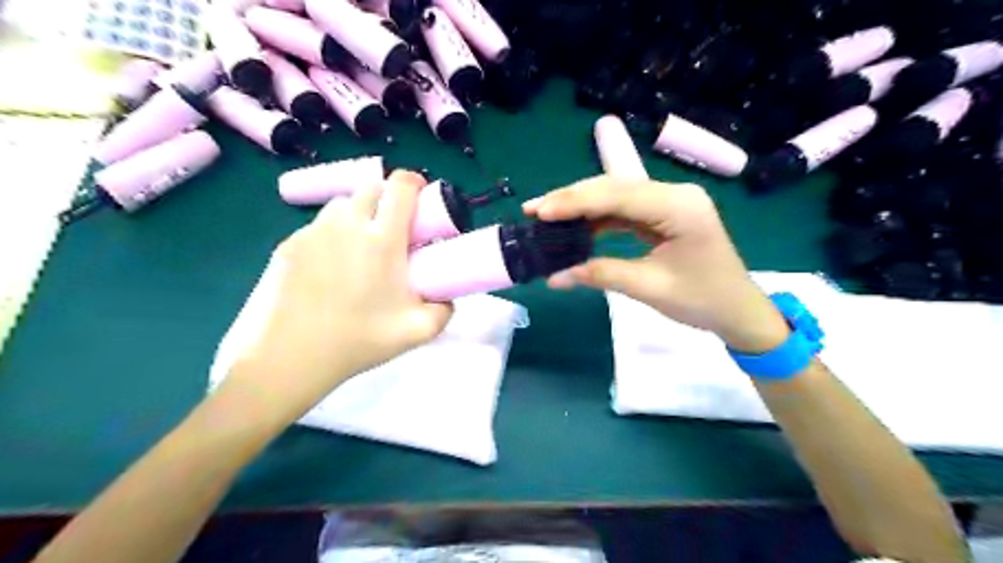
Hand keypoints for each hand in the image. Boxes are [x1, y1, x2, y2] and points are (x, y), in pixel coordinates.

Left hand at [224, 169, 455, 424]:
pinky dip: (332, 235)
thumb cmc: (359, 340)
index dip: (414, 183)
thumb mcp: (418, 331)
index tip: (421, 197)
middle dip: (387, 198)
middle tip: (393, 227)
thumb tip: (447, 297)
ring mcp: (313, 232)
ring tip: (361, 246)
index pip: (400, 188)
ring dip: (358, 214)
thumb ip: (444, 309)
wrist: (291, 357)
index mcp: (382, 240)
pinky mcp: (288, 245)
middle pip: (370, 188)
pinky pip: (318, 226)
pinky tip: (330, 267)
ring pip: (342, 205)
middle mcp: (347, 225)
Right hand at [525, 176, 791, 350]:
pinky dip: (597, 219)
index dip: (576, 202)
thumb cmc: (703, 300)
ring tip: (546, 216)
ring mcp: (669, 203)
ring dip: (581, 207)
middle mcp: (674, 195)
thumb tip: (554, 277)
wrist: (739, 311)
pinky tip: (574, 227)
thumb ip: (601, 275)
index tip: (540, 212)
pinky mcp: (663, 215)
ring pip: (616, 196)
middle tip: (534, 210)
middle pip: (614, 188)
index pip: (618, 195)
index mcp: (679, 207)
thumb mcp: (649, 288)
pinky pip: (624, 211)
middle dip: (572, 199)